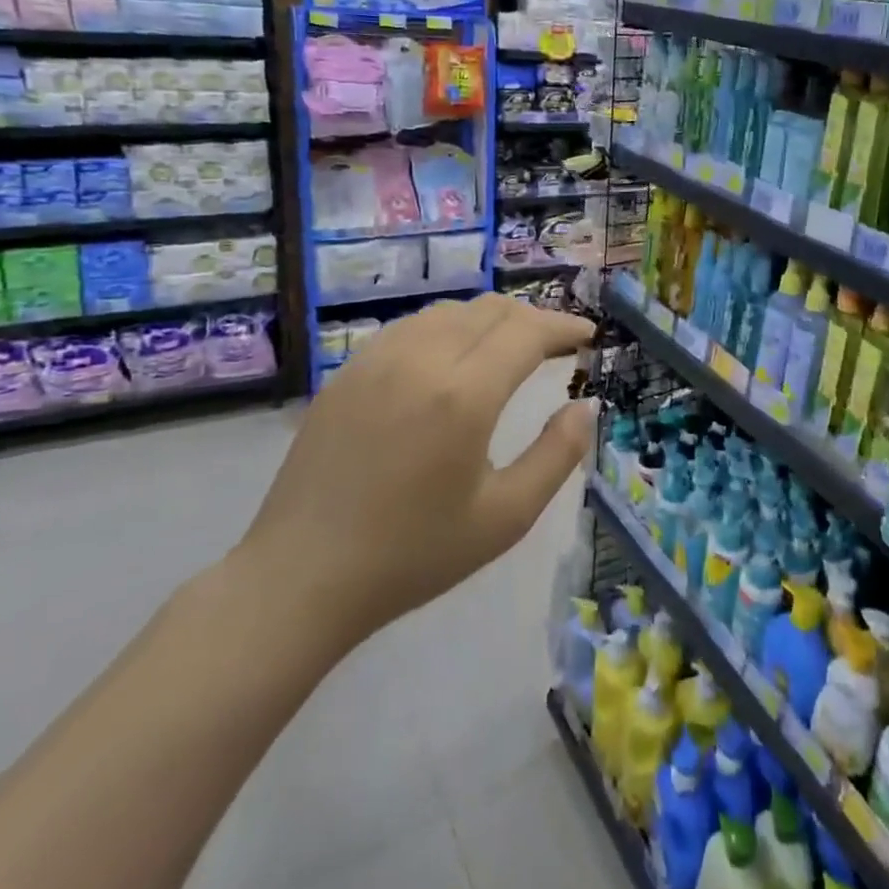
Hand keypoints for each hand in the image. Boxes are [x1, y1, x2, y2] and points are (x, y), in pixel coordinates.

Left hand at [233, 295, 594, 655]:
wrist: (301, 578)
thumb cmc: (413, 554)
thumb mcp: (505, 517)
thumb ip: (557, 455)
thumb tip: (585, 407)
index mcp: (464, 395)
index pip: (527, 332)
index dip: (564, 327)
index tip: (588, 337)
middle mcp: (421, 360)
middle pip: (490, 310)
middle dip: (533, 318)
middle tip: (557, 345)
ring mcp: (377, 361)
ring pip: (448, 311)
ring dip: (490, 319)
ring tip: (510, 347)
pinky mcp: (347, 373)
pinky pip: (410, 327)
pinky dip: (447, 327)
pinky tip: (451, 358)